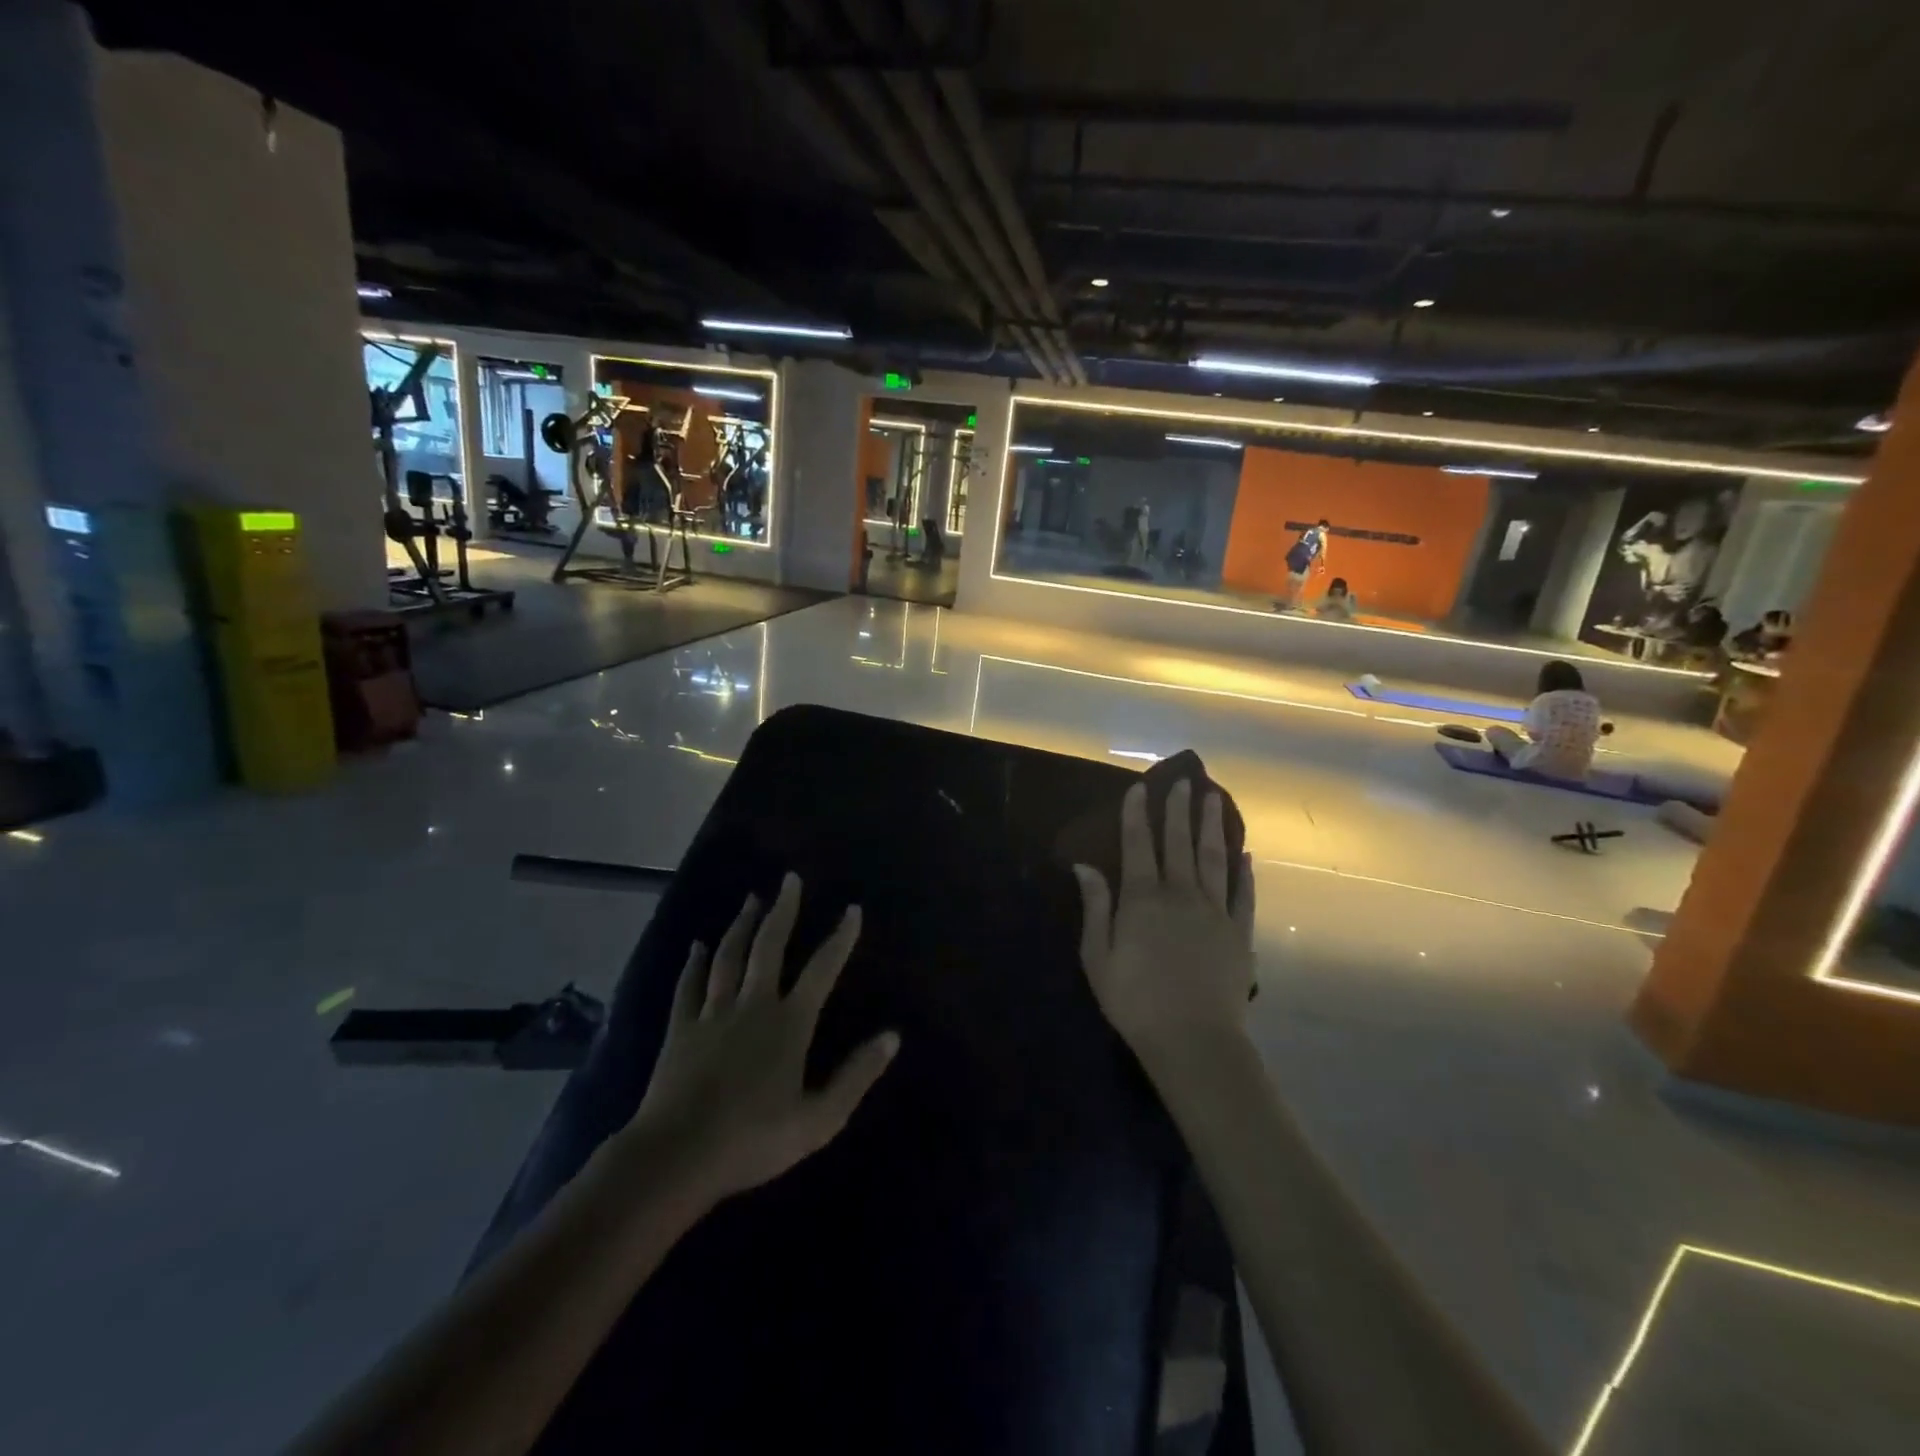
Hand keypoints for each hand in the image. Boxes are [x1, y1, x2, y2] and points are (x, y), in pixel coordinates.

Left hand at [629, 873, 899, 1207]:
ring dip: (741, 925)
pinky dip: (693, 962)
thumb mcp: (820, 1118)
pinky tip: (696, 945)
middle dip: (783, 910)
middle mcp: (753, 1005)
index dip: (840, 937)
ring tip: (751, 899)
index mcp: (790, 1023)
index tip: (852, 908)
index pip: (822, 969)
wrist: (678, 1155)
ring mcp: (713, 1013)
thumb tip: (893, 1036)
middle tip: (790, 880)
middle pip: (769, 946)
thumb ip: (857, 1075)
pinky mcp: (681, 1028)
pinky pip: (688, 985)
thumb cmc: (755, 1139)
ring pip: (728, 956)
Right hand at [1073, 780, 1255, 1074]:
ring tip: (1215, 799)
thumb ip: (1096, 907)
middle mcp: (1181, 894)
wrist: (1193, 1039)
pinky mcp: (1239, 933)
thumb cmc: (1135, 1000)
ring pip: (1214, 858)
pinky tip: (1246, 854)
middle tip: (1184, 781)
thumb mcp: (1098, 956)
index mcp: (1143, 899)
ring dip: (1213, 827)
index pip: (1138, 845)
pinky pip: (1243, 894)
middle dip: (1179, 810)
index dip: (1136, 815)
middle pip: (1179, 843)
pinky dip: (1245, 873)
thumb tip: (1085, 866)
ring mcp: (1215, 911)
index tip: (1140, 788)